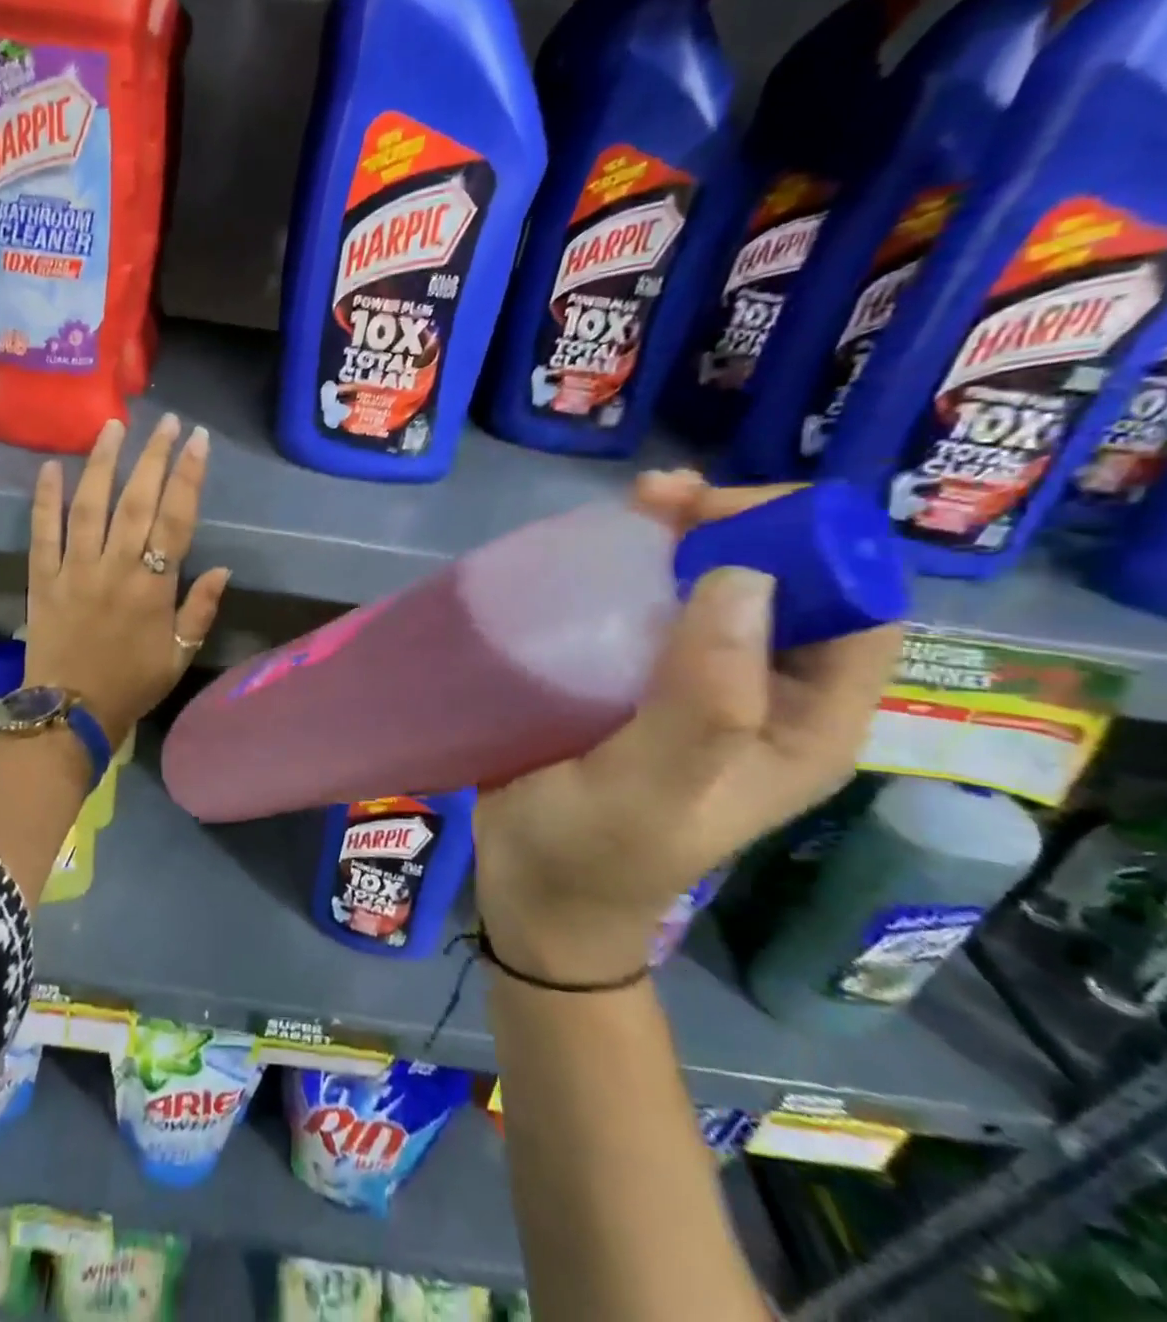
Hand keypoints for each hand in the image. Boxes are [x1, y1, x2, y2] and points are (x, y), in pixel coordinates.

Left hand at [25, 415, 233, 746]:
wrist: (71, 713)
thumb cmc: (132, 685)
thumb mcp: (179, 656)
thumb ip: (200, 610)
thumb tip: (223, 569)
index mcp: (153, 588)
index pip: (175, 520)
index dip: (188, 477)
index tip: (197, 441)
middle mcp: (115, 568)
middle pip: (136, 502)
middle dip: (153, 457)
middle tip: (166, 422)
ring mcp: (75, 570)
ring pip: (89, 506)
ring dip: (102, 463)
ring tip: (113, 427)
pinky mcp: (43, 579)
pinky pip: (42, 533)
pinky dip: (45, 500)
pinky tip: (50, 468)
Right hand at [473, 470, 903, 984]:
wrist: (534, 893)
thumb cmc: (593, 853)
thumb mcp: (651, 790)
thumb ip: (700, 701)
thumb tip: (740, 578)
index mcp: (804, 726)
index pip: (856, 610)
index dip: (807, 547)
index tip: (718, 519)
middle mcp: (766, 697)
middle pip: (787, 584)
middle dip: (736, 526)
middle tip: (660, 498)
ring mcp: (699, 686)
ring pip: (717, 587)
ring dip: (683, 537)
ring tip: (633, 505)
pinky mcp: (638, 681)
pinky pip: (655, 607)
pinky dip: (636, 569)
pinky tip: (599, 551)